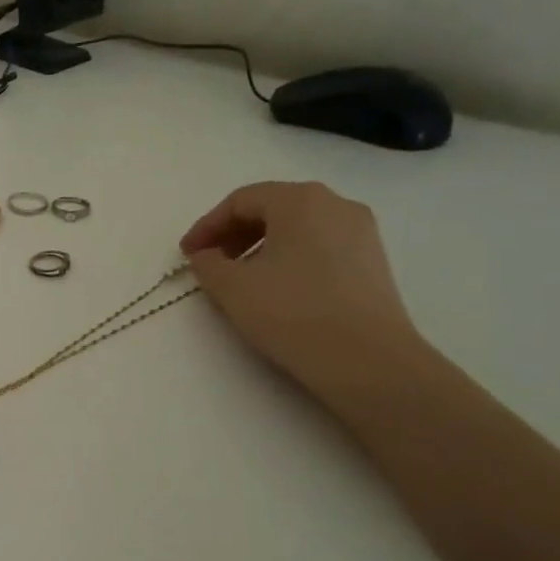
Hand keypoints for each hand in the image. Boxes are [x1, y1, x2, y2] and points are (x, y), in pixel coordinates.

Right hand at [180, 181, 425, 397]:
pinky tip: (277, 290)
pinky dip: (289, 259)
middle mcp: (336, 204)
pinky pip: (320, 247)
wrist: (367, 360)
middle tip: (210, 265)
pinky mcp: (372, 262)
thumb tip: (206, 256)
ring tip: (240, 280)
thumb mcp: (232, 287)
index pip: (240, 201)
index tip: (187, 255)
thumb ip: (208, 264)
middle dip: (233, 235)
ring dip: (260, 247)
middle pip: (272, 208)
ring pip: (297, 228)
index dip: (207, 226)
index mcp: (300, 200)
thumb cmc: (292, 313)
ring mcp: (361, 232)